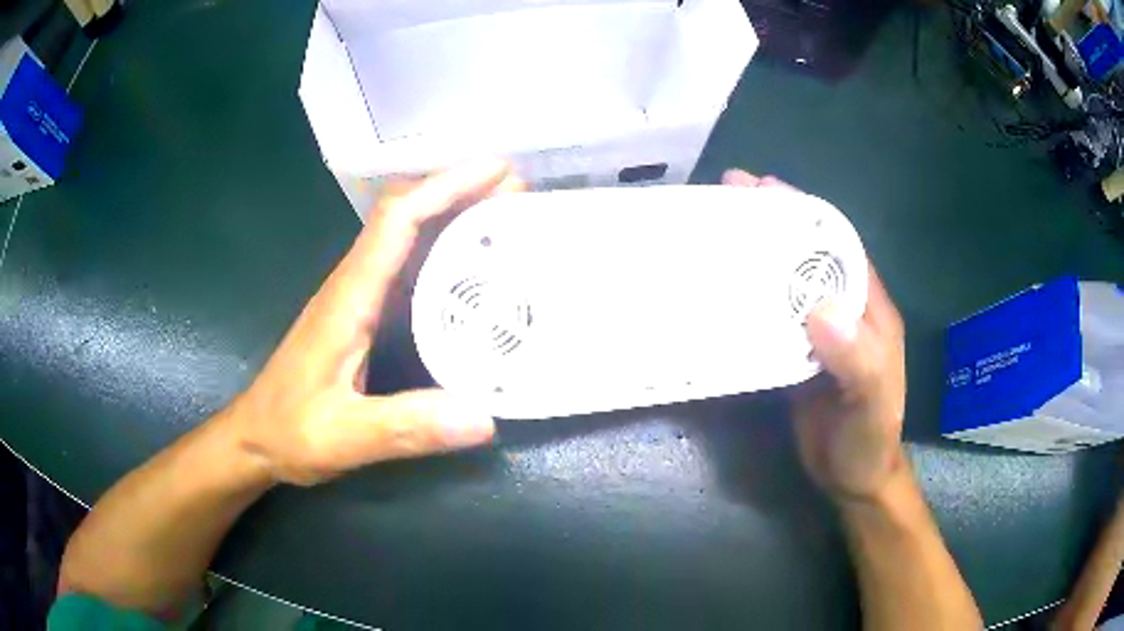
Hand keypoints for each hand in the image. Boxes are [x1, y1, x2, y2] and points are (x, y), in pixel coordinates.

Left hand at [224, 160, 522, 485]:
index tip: (496, 172)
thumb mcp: (344, 437)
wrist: (256, 437)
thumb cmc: (290, 431)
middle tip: (516, 193)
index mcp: (349, 297)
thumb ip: (406, 428)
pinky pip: (407, 269)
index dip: (446, 187)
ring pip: (407, 238)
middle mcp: (354, 284)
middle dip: (460, 193)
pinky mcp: (361, 316)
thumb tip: (483, 417)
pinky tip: (470, 271)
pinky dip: (442, 254)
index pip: (397, 220)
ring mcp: (356, 298)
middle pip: (407, 216)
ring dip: (453, 217)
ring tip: (504, 218)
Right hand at [723, 169, 907, 503]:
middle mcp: (844, 310)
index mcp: (869, 309)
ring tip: (715, 232)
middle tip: (728, 196)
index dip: (806, 213)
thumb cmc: (869, 441)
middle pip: (807, 255)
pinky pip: (772, 317)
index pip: (839, 245)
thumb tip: (819, 311)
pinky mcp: (796, 355)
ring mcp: (818, 333)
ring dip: (756, 256)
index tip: (766, 189)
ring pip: (786, 282)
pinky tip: (721, 290)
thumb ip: (856, 360)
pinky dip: (749, 298)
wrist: (852, 479)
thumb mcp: (872, 405)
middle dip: (773, 223)